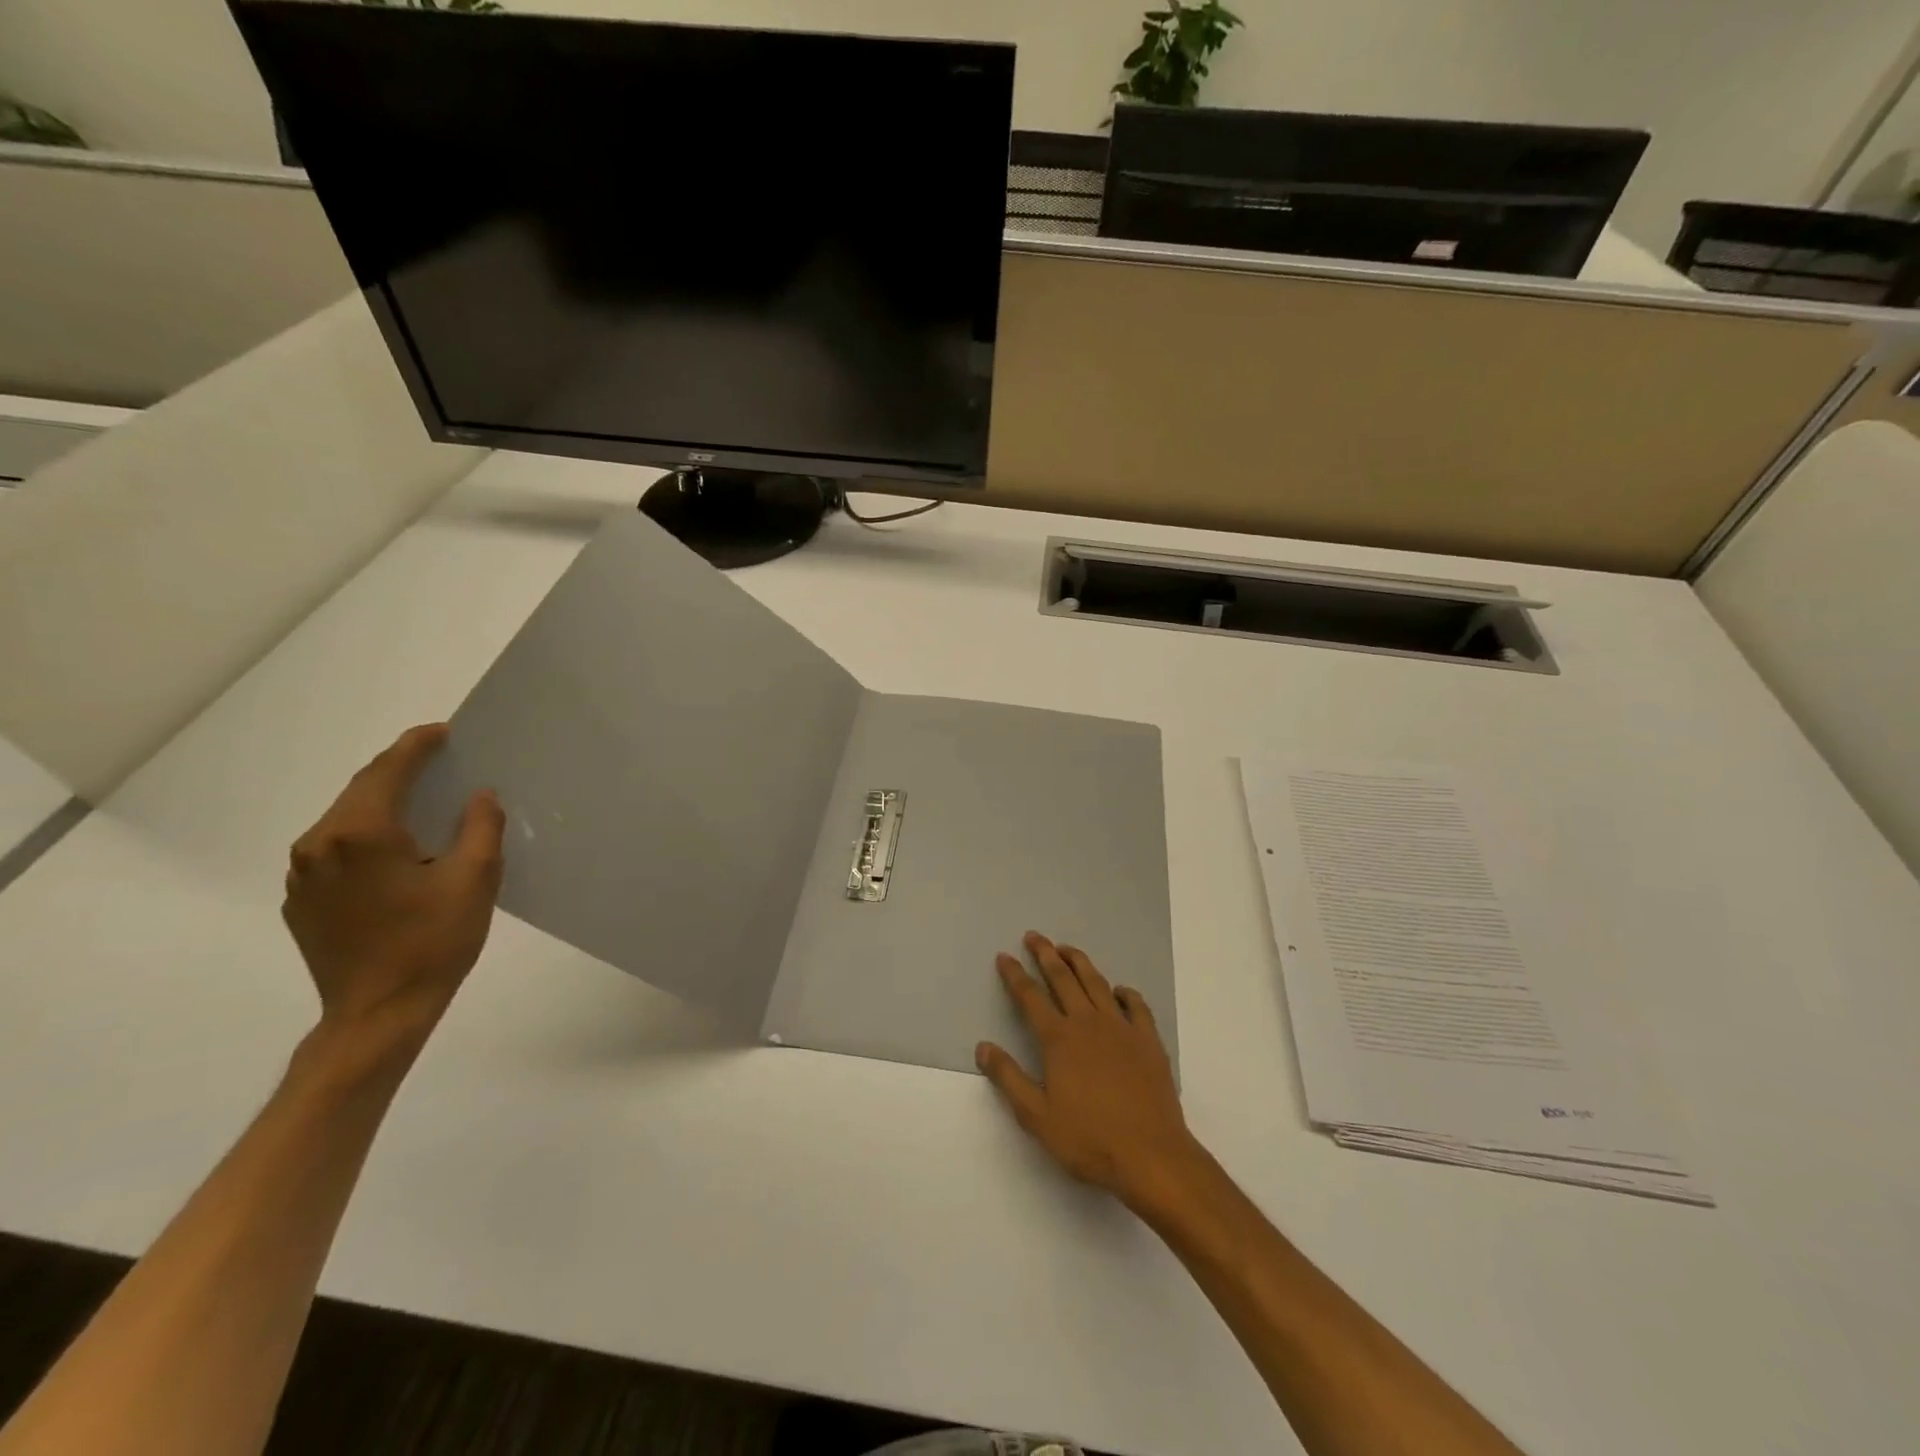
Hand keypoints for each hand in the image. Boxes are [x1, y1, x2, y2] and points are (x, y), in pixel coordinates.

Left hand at [282, 724, 504, 1049]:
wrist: (377, 1015)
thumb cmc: (432, 942)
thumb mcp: (475, 879)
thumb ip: (481, 827)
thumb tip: (479, 796)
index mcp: (360, 833)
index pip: (387, 771)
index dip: (416, 746)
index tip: (443, 731)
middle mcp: (319, 845)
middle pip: (360, 791)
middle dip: (399, 770)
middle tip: (438, 760)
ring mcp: (303, 876)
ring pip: (345, 820)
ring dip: (381, 803)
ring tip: (421, 801)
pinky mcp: (301, 902)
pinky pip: (335, 851)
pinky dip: (367, 836)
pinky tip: (397, 850)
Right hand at [977, 932, 1199, 1206]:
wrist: (1151, 1155)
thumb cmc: (1089, 1139)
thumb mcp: (1037, 1116)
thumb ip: (1009, 1078)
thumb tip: (983, 1047)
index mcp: (1059, 1039)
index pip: (1030, 997)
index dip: (1014, 975)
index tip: (1004, 957)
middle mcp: (1088, 1022)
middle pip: (1063, 978)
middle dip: (1045, 954)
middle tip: (1034, 936)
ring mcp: (1121, 1028)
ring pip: (1097, 983)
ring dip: (1079, 962)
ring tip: (1067, 948)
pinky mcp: (1148, 1040)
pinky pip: (1135, 1005)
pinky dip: (1124, 993)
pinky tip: (1118, 991)